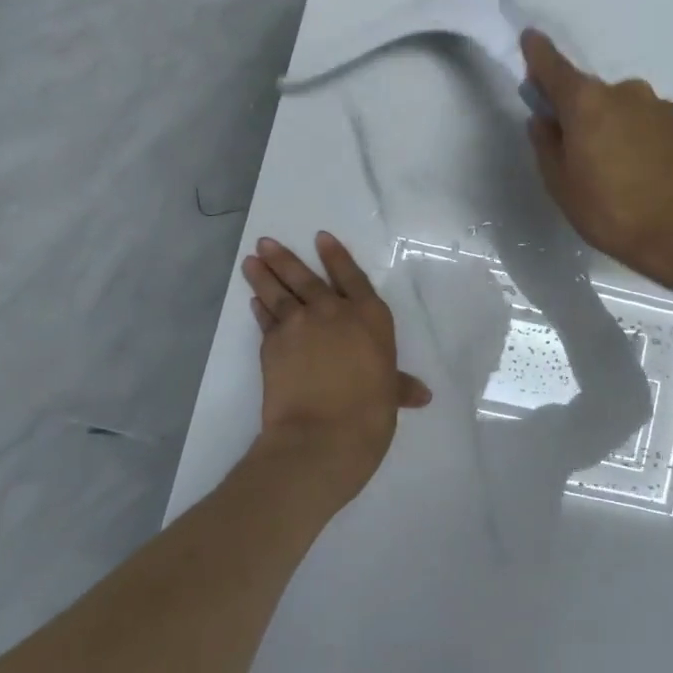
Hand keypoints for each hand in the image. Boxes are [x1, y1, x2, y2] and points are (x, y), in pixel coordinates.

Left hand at [242, 232, 430, 504]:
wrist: (323, 434)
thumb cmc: (370, 412)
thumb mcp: (390, 394)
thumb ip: (400, 386)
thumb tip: (421, 395)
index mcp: (370, 317)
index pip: (351, 276)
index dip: (336, 256)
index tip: (320, 237)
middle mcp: (333, 312)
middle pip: (307, 278)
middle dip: (285, 258)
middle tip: (266, 242)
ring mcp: (299, 325)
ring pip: (279, 293)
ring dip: (264, 275)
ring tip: (251, 260)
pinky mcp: (272, 345)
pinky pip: (266, 320)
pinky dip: (259, 308)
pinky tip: (254, 301)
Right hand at [520, 30, 672, 299]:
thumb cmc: (615, 211)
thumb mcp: (563, 187)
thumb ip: (547, 147)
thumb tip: (544, 120)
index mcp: (586, 102)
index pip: (553, 66)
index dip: (538, 54)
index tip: (529, 39)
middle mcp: (624, 92)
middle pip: (589, 94)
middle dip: (577, 113)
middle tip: (573, 152)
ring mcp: (659, 107)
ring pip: (620, 110)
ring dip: (610, 128)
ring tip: (612, 173)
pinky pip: (646, 125)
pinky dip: (636, 140)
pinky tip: (640, 175)